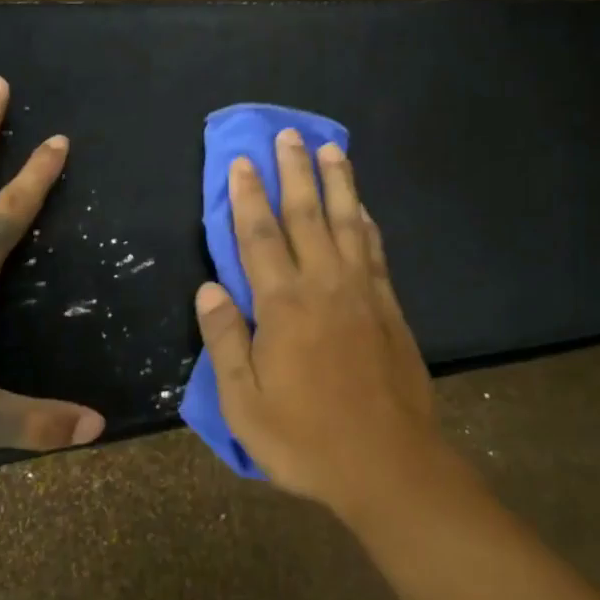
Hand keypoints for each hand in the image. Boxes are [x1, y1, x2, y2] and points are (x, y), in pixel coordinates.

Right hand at [193, 129, 442, 519]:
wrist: (389, 464)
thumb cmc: (307, 439)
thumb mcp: (245, 404)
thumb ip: (225, 342)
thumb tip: (209, 290)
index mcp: (284, 306)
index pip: (259, 237)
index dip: (248, 197)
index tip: (243, 162)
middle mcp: (325, 286)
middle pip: (306, 216)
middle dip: (295, 172)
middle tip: (289, 135)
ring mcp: (363, 293)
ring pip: (348, 223)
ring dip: (338, 182)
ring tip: (331, 148)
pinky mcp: (390, 307)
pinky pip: (375, 250)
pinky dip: (367, 221)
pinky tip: (363, 206)